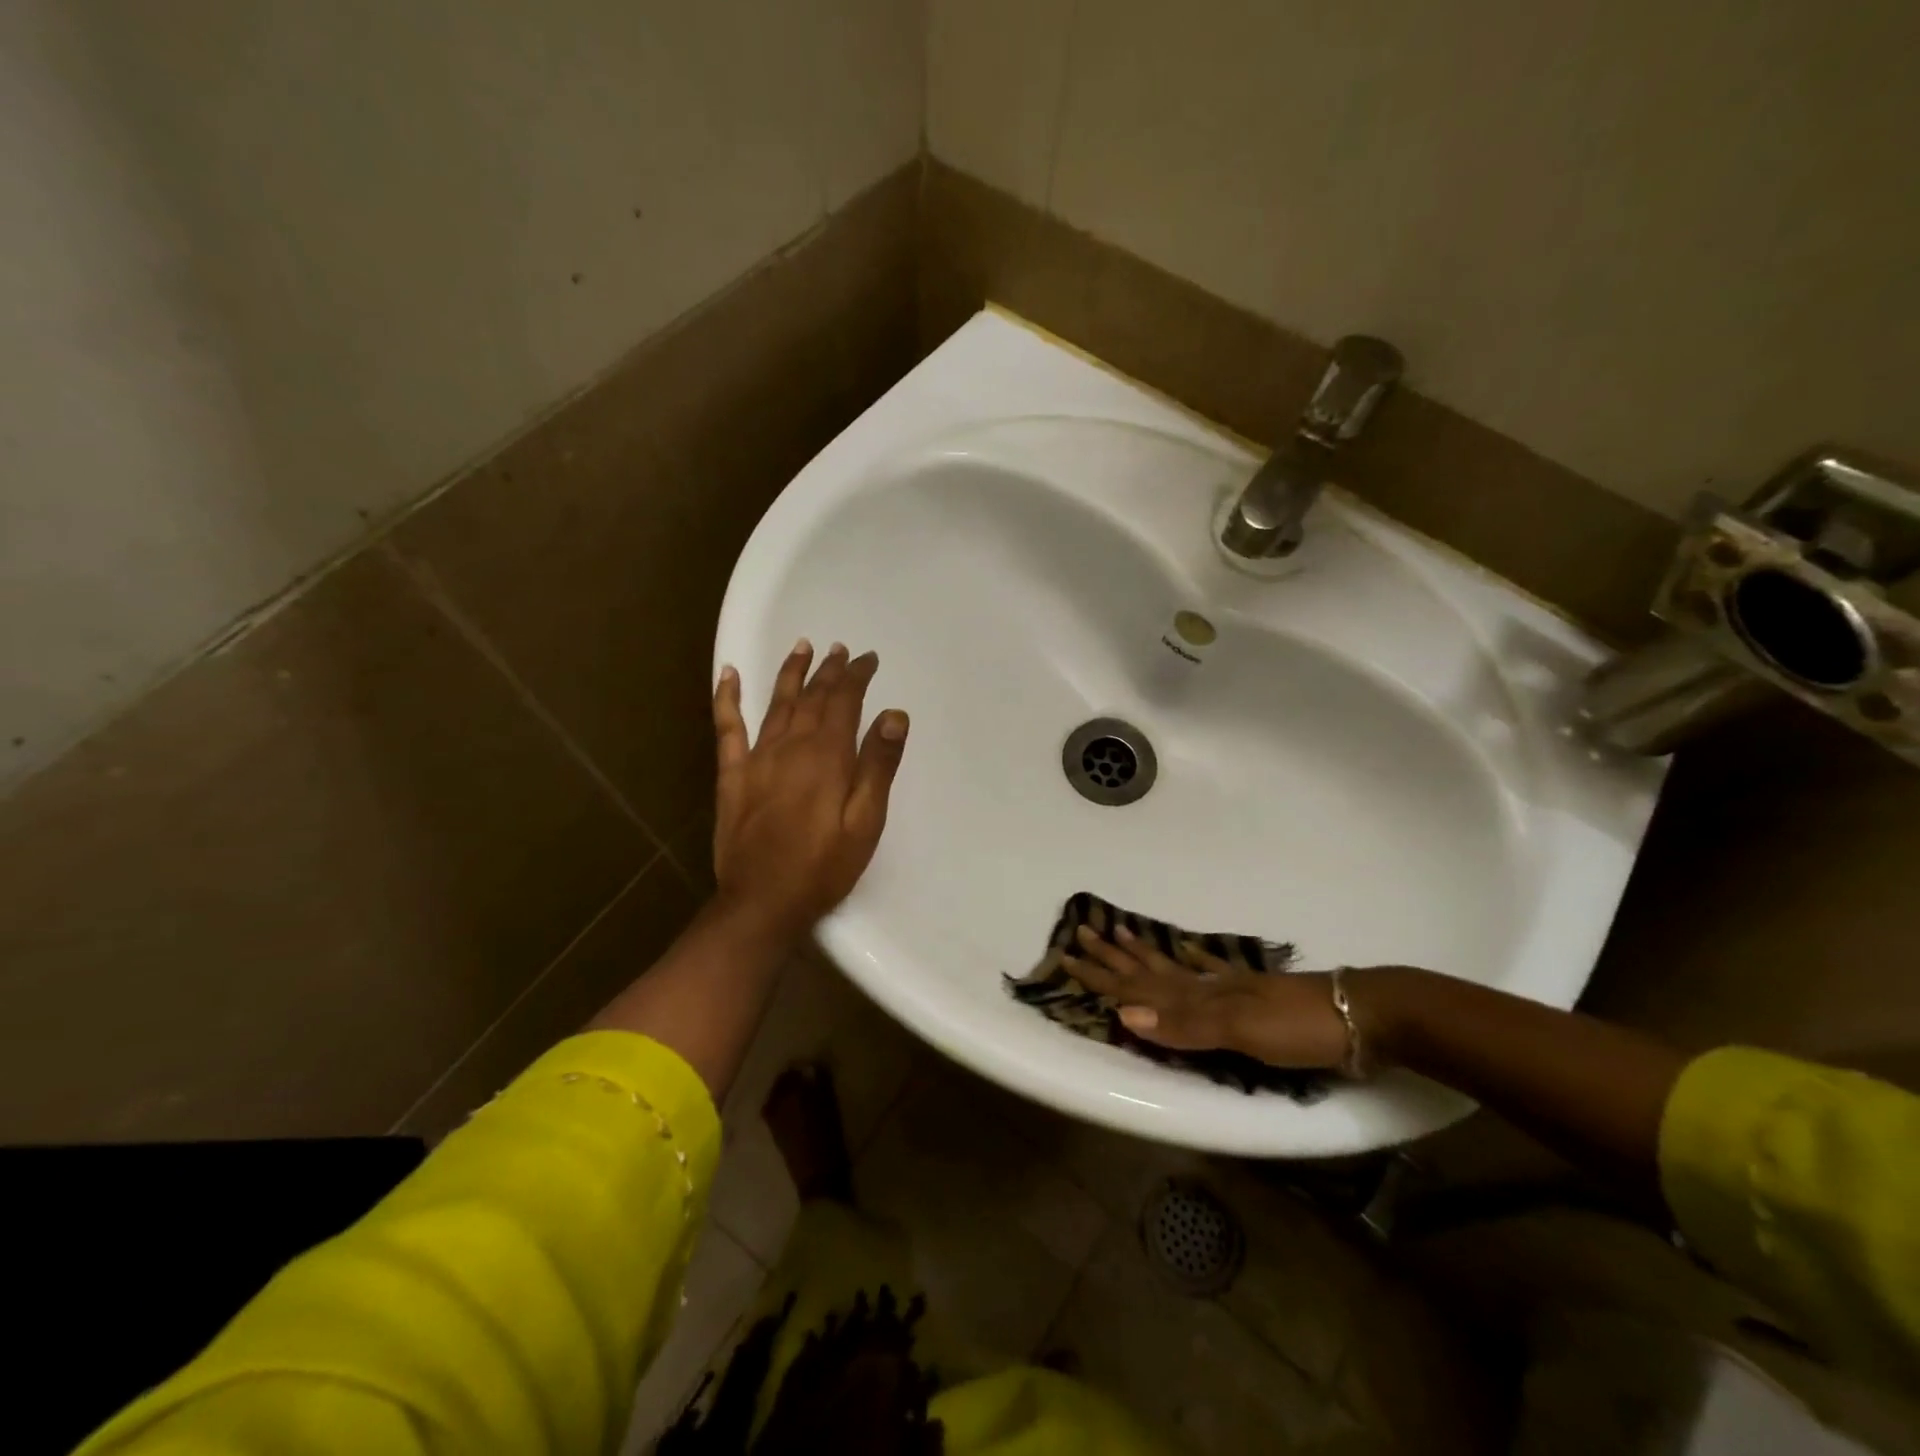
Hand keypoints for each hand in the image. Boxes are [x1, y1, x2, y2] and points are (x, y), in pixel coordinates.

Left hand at [710, 639, 908, 942]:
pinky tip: (728, 675)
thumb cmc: (823, 867)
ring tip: (802, 647)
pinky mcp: (732, 776)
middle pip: (812, 697)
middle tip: (841, 650)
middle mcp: (791, 746)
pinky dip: (727, 698)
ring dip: (790, 673)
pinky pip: (727, 728)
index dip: (856, 676)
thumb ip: (878, 766)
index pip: (844, 702)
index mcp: (827, 756)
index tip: (868, 659)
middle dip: (829, 671)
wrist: (763, 902)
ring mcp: (757, 759)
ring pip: (776, 703)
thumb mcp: (865, 822)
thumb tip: (894, 715)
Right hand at [1067, 924, 1353, 1069]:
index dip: (1101, 975)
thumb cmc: (1299, 1029)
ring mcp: (1231, 987)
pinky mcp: (1255, 994)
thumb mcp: (1241, 1031)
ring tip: (1120, 930)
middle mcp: (1207, 987)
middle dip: (1112, 957)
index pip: (1137, 987)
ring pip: (1174, 968)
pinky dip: (1193, 961)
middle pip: (1149, 970)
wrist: (1364, 1015)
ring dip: (1143, 954)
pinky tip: (1187, 950)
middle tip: (1081, 933)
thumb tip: (1122, 1015)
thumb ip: (1184, 1025)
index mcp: (1199, 998)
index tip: (1066, 957)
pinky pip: (1211, 971)